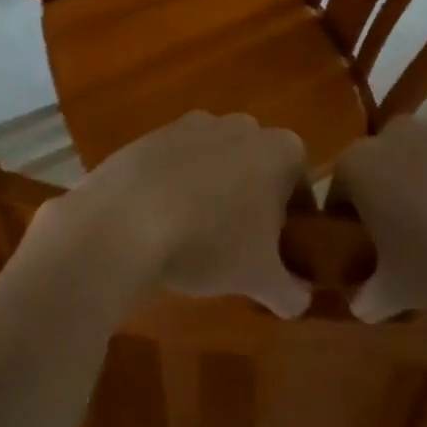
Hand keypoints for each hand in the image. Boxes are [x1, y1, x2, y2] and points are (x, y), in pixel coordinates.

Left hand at [33, 112, 313, 317]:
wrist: (125, 222)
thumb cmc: (210, 244)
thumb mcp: (260, 278)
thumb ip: (291, 291)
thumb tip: (299, 301)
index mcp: (280, 150)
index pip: (300, 185)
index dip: (295, 220)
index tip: (281, 250)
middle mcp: (240, 126)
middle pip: (257, 167)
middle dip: (253, 200)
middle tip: (241, 244)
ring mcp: (191, 125)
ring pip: (215, 162)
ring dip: (213, 190)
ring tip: (197, 234)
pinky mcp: (151, 135)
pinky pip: (175, 163)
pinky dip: (175, 186)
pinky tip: (162, 220)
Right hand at [332, 116, 426, 322]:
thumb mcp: (400, 291)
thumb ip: (368, 298)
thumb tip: (360, 303)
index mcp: (356, 166)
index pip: (336, 200)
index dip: (349, 234)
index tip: (369, 262)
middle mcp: (389, 134)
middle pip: (376, 176)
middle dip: (385, 208)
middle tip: (405, 251)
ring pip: (416, 166)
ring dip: (423, 193)